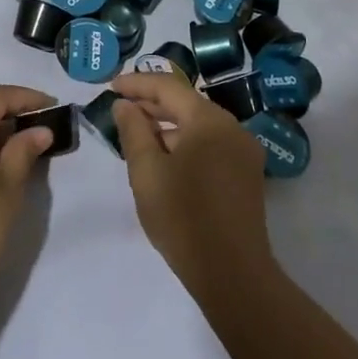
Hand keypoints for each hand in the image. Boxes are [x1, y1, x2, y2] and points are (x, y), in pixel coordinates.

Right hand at [110, 71, 270, 298]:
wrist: (232, 274)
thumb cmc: (183, 217)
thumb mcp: (147, 171)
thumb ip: (133, 130)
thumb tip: (125, 105)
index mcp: (209, 120)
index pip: (168, 87)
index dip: (137, 84)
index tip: (110, 87)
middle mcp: (232, 127)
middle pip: (186, 104)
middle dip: (152, 105)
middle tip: (121, 109)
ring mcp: (244, 151)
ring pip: (199, 126)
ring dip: (168, 127)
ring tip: (138, 137)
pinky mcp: (247, 174)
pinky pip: (211, 145)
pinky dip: (186, 144)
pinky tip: (165, 160)